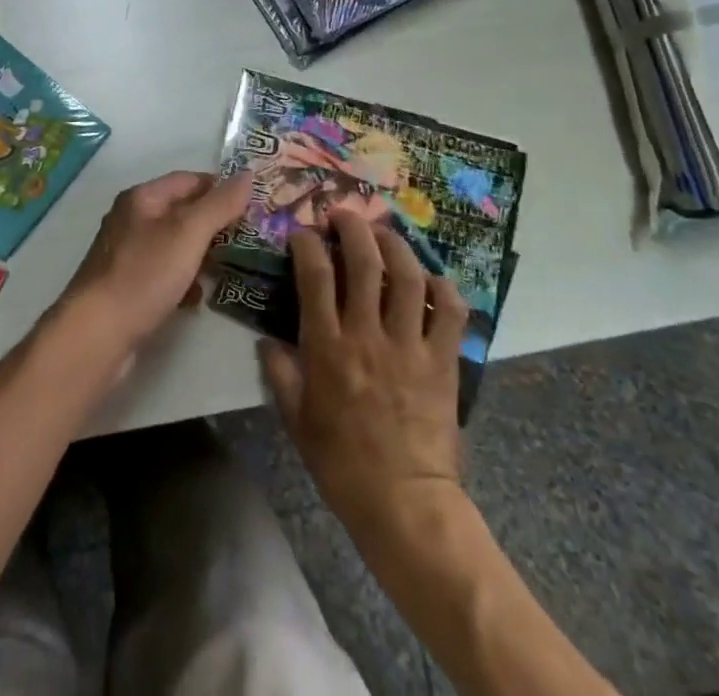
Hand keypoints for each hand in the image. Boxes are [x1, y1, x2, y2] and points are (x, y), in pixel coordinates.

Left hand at [60, 171, 248, 354]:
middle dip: (213, 224)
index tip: (252, 204)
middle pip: (181, 212)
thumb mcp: (188, 233)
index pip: (188, 180)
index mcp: (141, 198)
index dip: (220, 188)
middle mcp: (131, 220)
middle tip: (247, 238)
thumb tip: (248, 174)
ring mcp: (127, 254)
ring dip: (201, 254)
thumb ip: (219, 204)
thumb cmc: (144, 274)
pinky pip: (164, 274)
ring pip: (174, 245)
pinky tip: (198, 298)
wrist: (97, 334)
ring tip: (229, 267)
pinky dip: (184, 280)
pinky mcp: (127, 286)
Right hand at [260, 210, 467, 535]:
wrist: (404, 503)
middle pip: (364, 261)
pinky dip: (443, 289)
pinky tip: (432, 280)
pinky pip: (450, 312)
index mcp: (328, 347)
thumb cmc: (342, 463)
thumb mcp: (296, 421)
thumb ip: (280, 374)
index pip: (315, 276)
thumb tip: (267, 341)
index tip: (303, 232)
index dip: (308, 244)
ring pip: (407, 276)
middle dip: (353, 227)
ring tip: (384, 233)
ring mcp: (409, 345)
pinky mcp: (443, 361)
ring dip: (395, 245)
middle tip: (344, 214)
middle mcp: (368, 334)